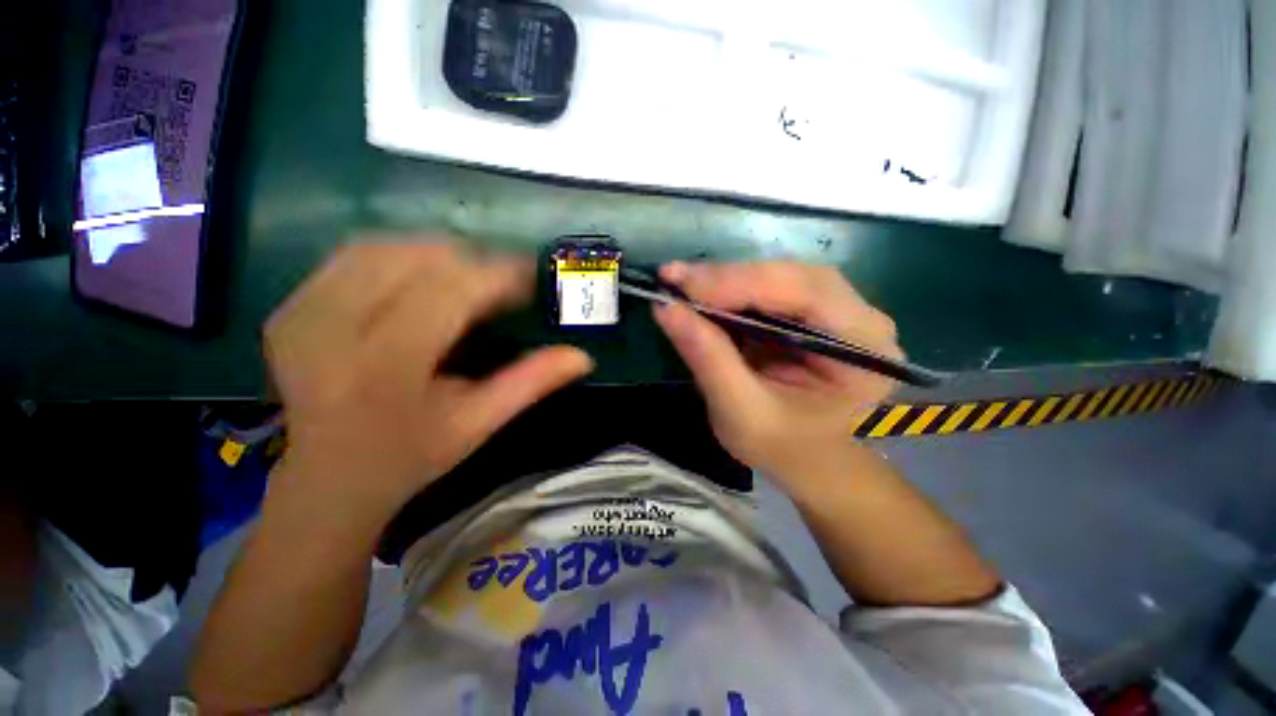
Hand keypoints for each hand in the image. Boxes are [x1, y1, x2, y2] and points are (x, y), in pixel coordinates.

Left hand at [264, 241, 593, 529]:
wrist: (328, 478)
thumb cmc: (412, 457)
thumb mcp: (479, 425)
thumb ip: (530, 384)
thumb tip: (583, 357)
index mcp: (385, 367)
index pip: (449, 292)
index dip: (496, 275)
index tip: (528, 277)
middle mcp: (332, 331)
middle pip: (415, 260)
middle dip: (471, 262)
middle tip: (502, 284)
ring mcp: (301, 314)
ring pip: (383, 248)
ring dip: (436, 254)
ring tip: (468, 278)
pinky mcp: (289, 308)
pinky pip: (351, 257)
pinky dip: (398, 257)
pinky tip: (421, 281)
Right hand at [653, 262, 899, 484]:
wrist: (812, 463)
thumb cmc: (786, 450)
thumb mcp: (741, 413)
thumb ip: (708, 358)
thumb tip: (666, 308)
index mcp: (865, 349)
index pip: (805, 293)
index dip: (739, 282)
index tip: (680, 284)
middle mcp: (861, 319)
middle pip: (792, 277)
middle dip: (728, 279)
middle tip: (674, 280)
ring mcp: (838, 312)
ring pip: (778, 277)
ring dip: (726, 282)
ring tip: (683, 286)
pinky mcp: (812, 314)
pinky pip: (769, 291)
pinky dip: (731, 292)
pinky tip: (703, 295)